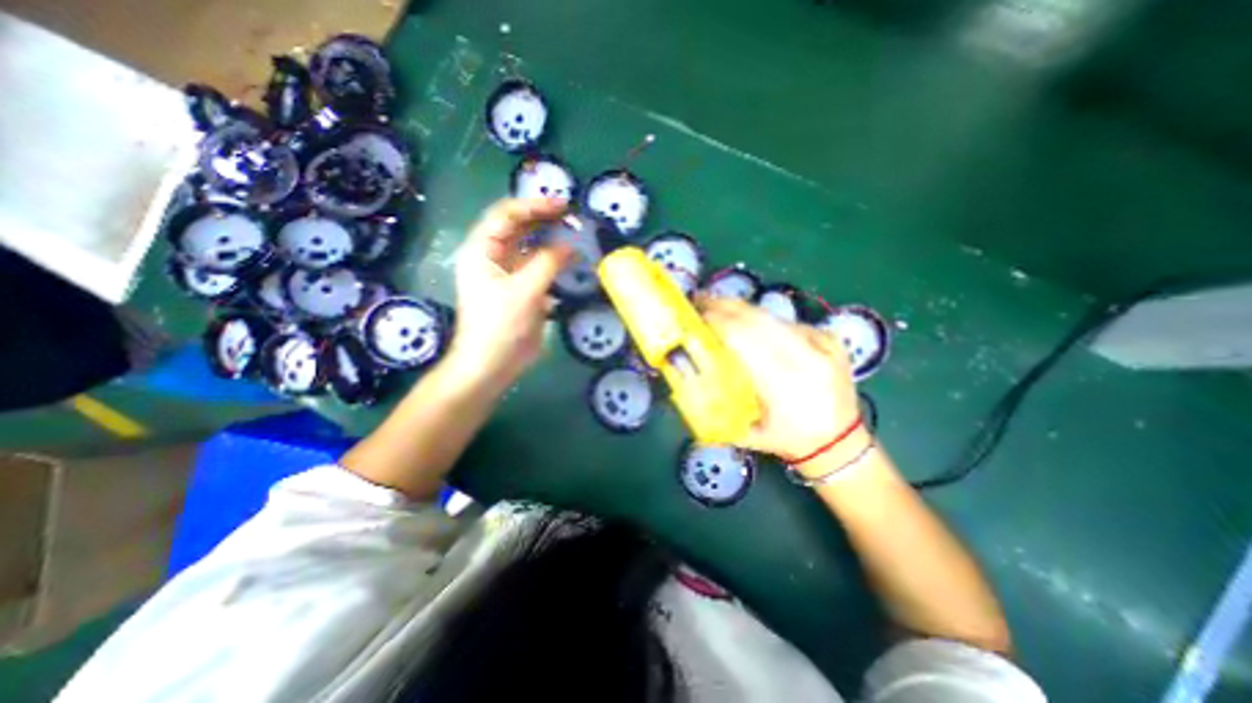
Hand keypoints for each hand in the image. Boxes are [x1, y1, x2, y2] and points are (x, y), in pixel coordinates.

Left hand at [445, 197, 569, 391]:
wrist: (492, 364)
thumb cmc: (500, 325)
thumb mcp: (525, 291)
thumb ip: (548, 263)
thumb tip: (570, 246)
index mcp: (482, 250)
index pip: (506, 215)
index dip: (533, 206)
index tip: (563, 206)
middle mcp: (492, 256)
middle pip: (518, 228)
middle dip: (544, 220)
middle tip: (572, 218)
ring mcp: (507, 274)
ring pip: (529, 247)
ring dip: (550, 240)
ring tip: (574, 235)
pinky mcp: (520, 290)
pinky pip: (538, 267)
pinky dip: (553, 262)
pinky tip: (569, 261)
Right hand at [699, 293, 868, 459]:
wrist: (841, 443)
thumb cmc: (789, 442)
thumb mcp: (748, 432)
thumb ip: (719, 406)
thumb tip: (689, 377)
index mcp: (785, 385)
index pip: (745, 339)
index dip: (719, 323)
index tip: (695, 316)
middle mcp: (807, 358)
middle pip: (758, 319)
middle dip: (724, 307)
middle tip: (699, 301)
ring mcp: (822, 345)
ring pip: (772, 316)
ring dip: (741, 309)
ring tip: (718, 306)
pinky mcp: (829, 338)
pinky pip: (786, 322)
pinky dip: (762, 318)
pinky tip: (746, 319)